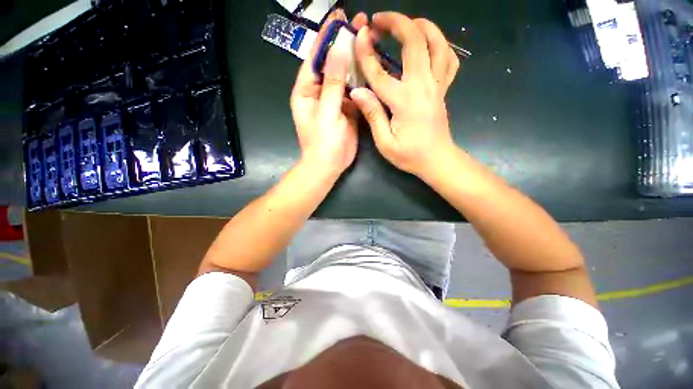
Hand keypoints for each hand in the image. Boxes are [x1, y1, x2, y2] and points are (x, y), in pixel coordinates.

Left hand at [290, 10, 367, 176]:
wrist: (329, 165)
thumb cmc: (322, 142)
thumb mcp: (326, 112)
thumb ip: (332, 83)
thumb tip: (338, 50)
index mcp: (306, 91)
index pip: (314, 58)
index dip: (325, 38)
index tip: (337, 17)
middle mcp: (319, 93)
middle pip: (331, 64)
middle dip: (343, 45)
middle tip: (359, 23)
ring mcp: (335, 101)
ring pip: (344, 77)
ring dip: (355, 62)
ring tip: (368, 41)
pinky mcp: (347, 110)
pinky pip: (354, 92)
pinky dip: (362, 82)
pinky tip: (372, 69)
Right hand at [350, 12, 460, 176]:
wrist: (437, 160)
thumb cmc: (409, 156)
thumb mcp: (385, 143)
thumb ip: (373, 115)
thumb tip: (358, 91)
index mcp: (404, 101)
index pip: (380, 72)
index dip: (367, 53)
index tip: (359, 36)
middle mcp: (423, 86)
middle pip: (415, 42)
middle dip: (397, 23)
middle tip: (379, 21)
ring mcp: (437, 86)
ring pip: (438, 43)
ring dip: (423, 26)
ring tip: (407, 23)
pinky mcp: (443, 89)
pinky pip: (449, 60)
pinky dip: (441, 45)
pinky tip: (429, 44)